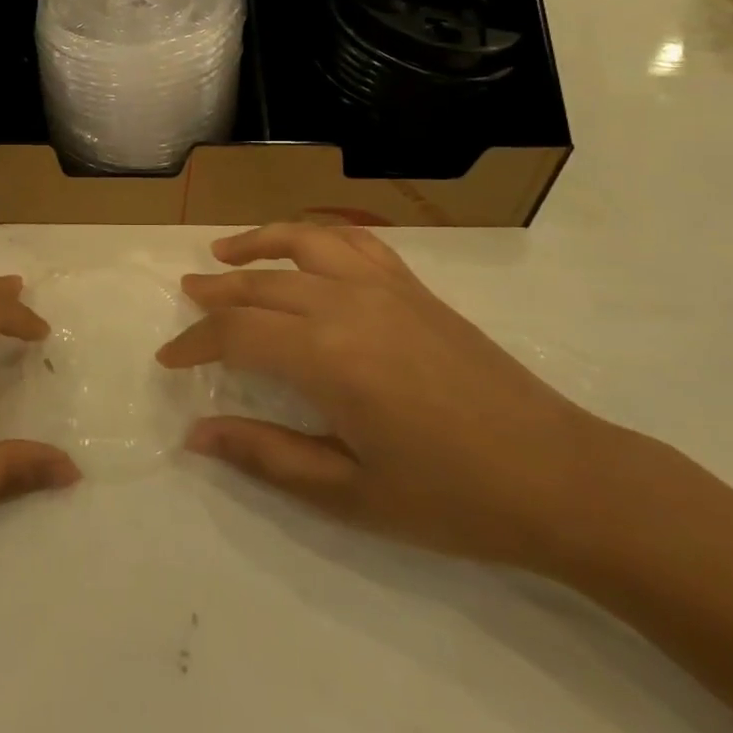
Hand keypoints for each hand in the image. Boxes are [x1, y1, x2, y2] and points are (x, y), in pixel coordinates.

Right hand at [159, 224, 615, 570]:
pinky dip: (316, 235)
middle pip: (261, 283)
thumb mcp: (349, 493)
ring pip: (303, 243)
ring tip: (225, 251)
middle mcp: (347, 304)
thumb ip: (266, 456)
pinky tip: (304, 248)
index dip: (195, 343)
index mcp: (327, 356)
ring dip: (257, 243)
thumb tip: (197, 434)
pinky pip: (354, 242)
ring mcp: (384, 287)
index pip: (237, 333)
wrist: (562, 479)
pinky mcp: (414, 288)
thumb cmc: (452, 497)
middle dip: (215, 291)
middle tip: (185, 298)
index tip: (169, 359)